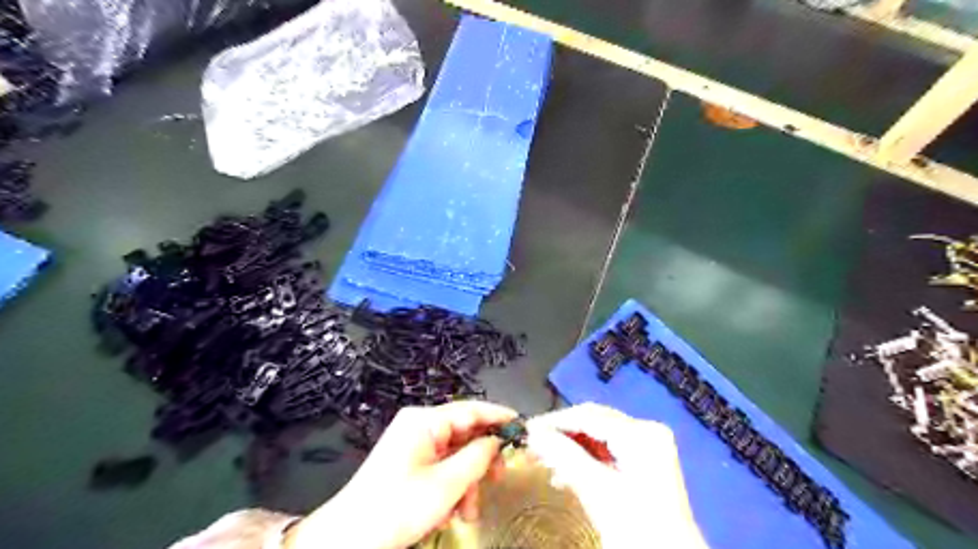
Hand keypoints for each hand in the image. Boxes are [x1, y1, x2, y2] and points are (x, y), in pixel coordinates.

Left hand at [283, 400, 514, 547]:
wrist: (348, 539)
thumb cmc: (397, 507)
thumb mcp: (446, 484)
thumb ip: (477, 457)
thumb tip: (497, 441)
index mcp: (424, 421)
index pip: (470, 409)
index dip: (498, 416)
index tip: (522, 425)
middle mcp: (419, 426)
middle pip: (464, 433)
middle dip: (481, 459)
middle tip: (499, 478)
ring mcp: (413, 444)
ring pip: (455, 454)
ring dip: (468, 480)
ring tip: (469, 510)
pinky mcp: (410, 462)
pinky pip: (442, 466)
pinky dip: (453, 486)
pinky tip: (453, 510)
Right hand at [532, 404, 708, 548]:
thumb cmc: (636, 527)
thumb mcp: (596, 490)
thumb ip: (563, 455)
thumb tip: (533, 433)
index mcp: (641, 433)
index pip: (589, 416)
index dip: (555, 421)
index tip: (527, 430)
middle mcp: (646, 430)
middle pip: (594, 421)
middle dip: (562, 433)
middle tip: (532, 444)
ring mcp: (648, 444)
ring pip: (598, 435)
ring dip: (571, 446)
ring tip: (544, 461)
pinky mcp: (645, 460)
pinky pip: (608, 449)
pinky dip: (585, 458)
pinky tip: (565, 473)